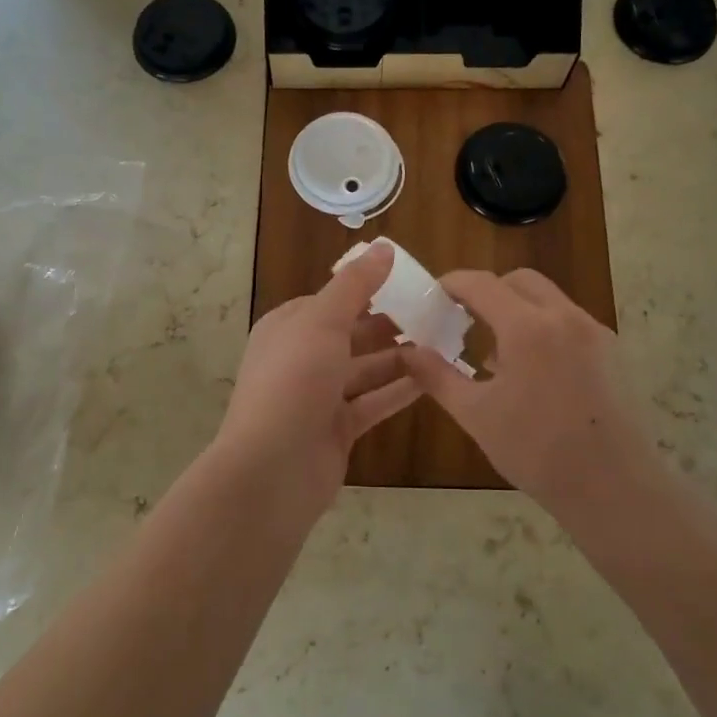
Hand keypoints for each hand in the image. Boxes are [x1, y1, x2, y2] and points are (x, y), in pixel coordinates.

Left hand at [211, 242, 420, 516]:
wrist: (272, 470)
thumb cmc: (293, 381)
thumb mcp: (323, 321)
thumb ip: (355, 284)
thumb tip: (384, 247)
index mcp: (289, 326)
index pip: (332, 299)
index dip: (367, 287)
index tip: (410, 280)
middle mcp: (302, 358)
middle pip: (351, 333)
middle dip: (389, 322)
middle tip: (436, 312)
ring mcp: (319, 396)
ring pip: (366, 368)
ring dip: (401, 356)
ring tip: (444, 341)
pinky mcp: (338, 429)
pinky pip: (374, 401)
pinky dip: (400, 390)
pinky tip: (434, 378)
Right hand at [398, 268, 649, 515]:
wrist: (615, 489)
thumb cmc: (537, 452)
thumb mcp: (476, 415)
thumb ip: (437, 376)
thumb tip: (408, 353)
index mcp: (528, 327)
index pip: (481, 284)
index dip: (452, 284)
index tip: (432, 296)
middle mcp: (564, 317)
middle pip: (519, 281)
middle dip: (488, 291)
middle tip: (463, 319)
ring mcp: (594, 332)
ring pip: (548, 299)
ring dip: (517, 309)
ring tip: (495, 353)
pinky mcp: (612, 352)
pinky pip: (568, 322)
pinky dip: (543, 328)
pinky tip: (532, 372)